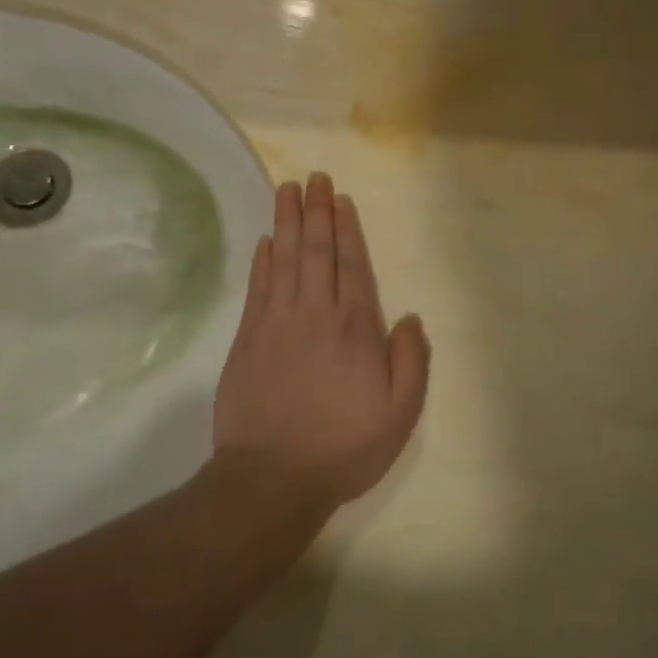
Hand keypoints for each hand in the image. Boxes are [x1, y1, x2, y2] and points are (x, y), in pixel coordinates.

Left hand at [211, 173, 428, 514]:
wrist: (271, 479)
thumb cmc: (343, 447)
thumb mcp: (399, 415)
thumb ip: (410, 361)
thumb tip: (408, 317)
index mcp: (354, 328)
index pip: (351, 264)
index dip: (347, 228)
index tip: (341, 200)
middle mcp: (315, 313)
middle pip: (316, 251)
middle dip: (317, 211)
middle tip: (315, 178)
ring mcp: (276, 323)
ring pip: (284, 259)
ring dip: (287, 222)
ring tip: (288, 190)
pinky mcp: (247, 339)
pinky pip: (257, 288)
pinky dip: (262, 261)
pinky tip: (266, 240)